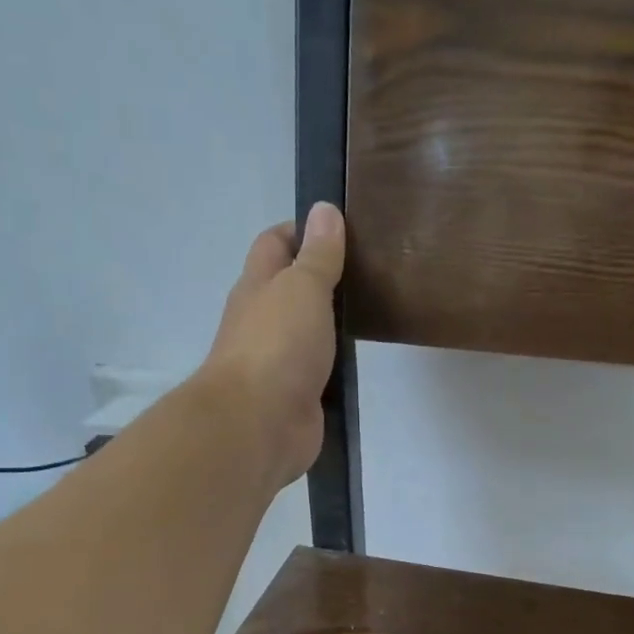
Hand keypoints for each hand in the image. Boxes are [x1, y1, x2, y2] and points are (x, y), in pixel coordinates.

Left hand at [200, 202, 345, 488]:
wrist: (258, 423)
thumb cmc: (277, 345)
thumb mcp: (302, 288)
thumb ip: (318, 255)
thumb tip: (323, 209)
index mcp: (258, 286)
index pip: (276, 243)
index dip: (303, 230)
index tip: (343, 229)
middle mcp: (264, 318)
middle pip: (292, 287)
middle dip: (324, 275)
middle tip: (372, 269)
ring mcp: (279, 359)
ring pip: (307, 329)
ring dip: (332, 321)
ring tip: (375, 308)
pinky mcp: (297, 393)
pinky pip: (319, 368)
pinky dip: (336, 360)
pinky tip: (362, 356)